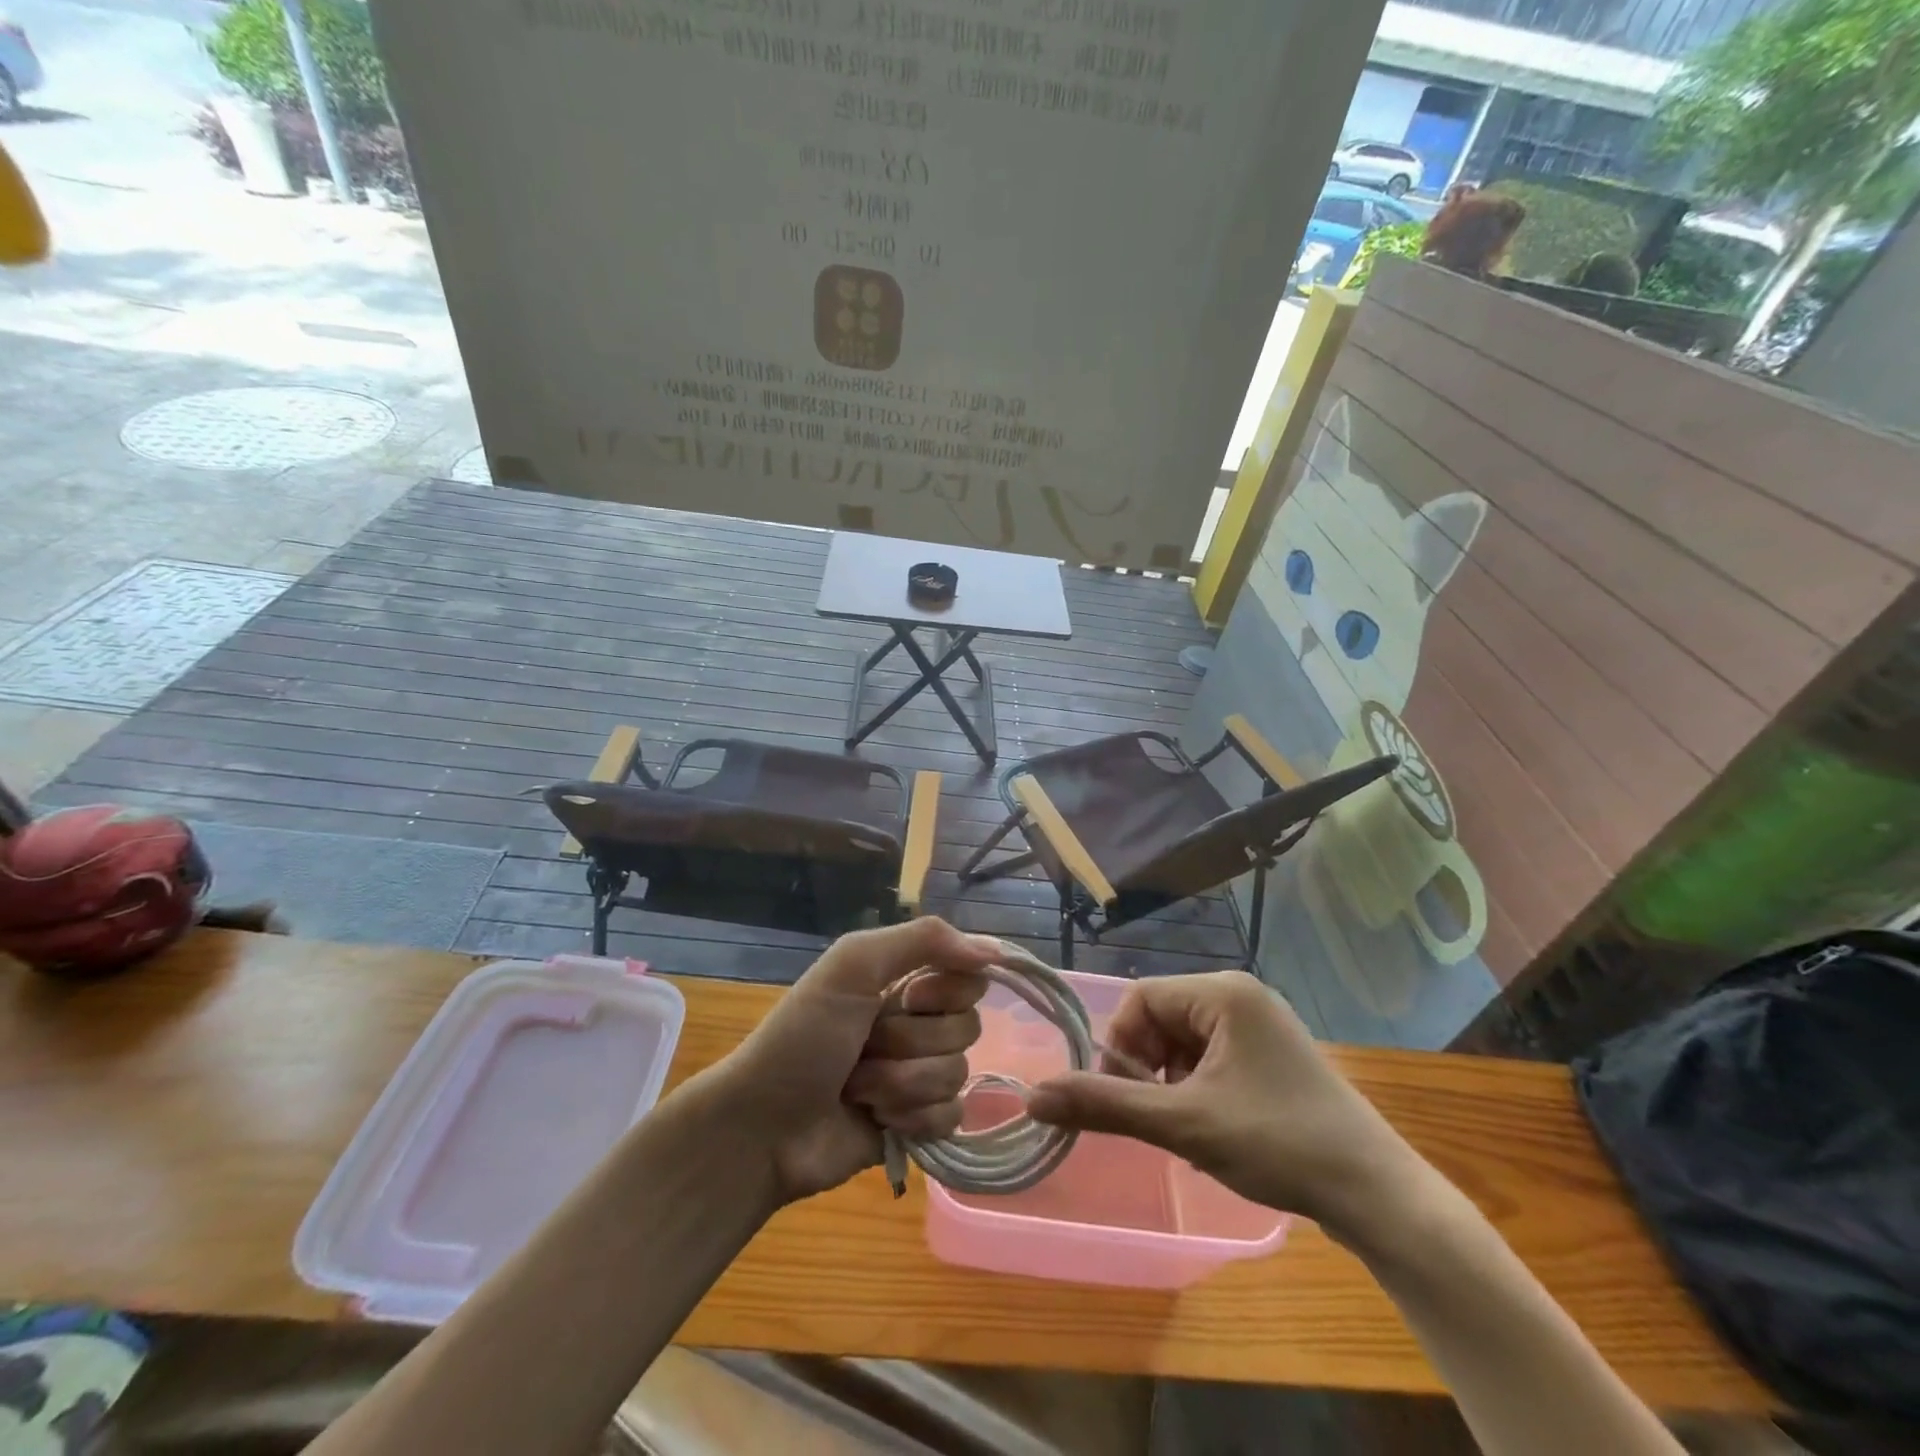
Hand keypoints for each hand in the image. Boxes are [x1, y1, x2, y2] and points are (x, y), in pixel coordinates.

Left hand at [702, 918, 1001, 1204]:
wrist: (763, 1127)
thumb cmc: (803, 1037)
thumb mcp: (853, 965)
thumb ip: (924, 940)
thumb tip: (994, 949)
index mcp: (903, 981)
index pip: (970, 977)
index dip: (947, 991)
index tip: (910, 997)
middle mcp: (917, 1023)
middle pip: (967, 1027)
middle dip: (912, 1042)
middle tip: (866, 1046)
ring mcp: (918, 1075)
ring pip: (958, 1074)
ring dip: (902, 1083)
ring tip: (858, 1089)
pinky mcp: (918, 1124)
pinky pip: (952, 1117)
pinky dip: (913, 1119)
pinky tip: (877, 1120)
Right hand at [1025, 970, 1420, 1236]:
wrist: (1378, 1196)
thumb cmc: (1277, 1143)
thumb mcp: (1183, 1123)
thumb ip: (1105, 1105)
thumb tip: (1033, 1096)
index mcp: (1222, 992)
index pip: (1141, 999)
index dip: (1121, 1045)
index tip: (1125, 1096)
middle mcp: (1241, 995)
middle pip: (1161, 1017)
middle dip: (1147, 1066)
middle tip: (1157, 1115)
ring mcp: (1261, 1025)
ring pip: (1184, 1040)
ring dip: (1170, 1080)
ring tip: (1188, 1126)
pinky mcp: (1272, 1055)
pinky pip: (1212, 1055)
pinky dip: (1197, 1086)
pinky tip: (1213, 1126)